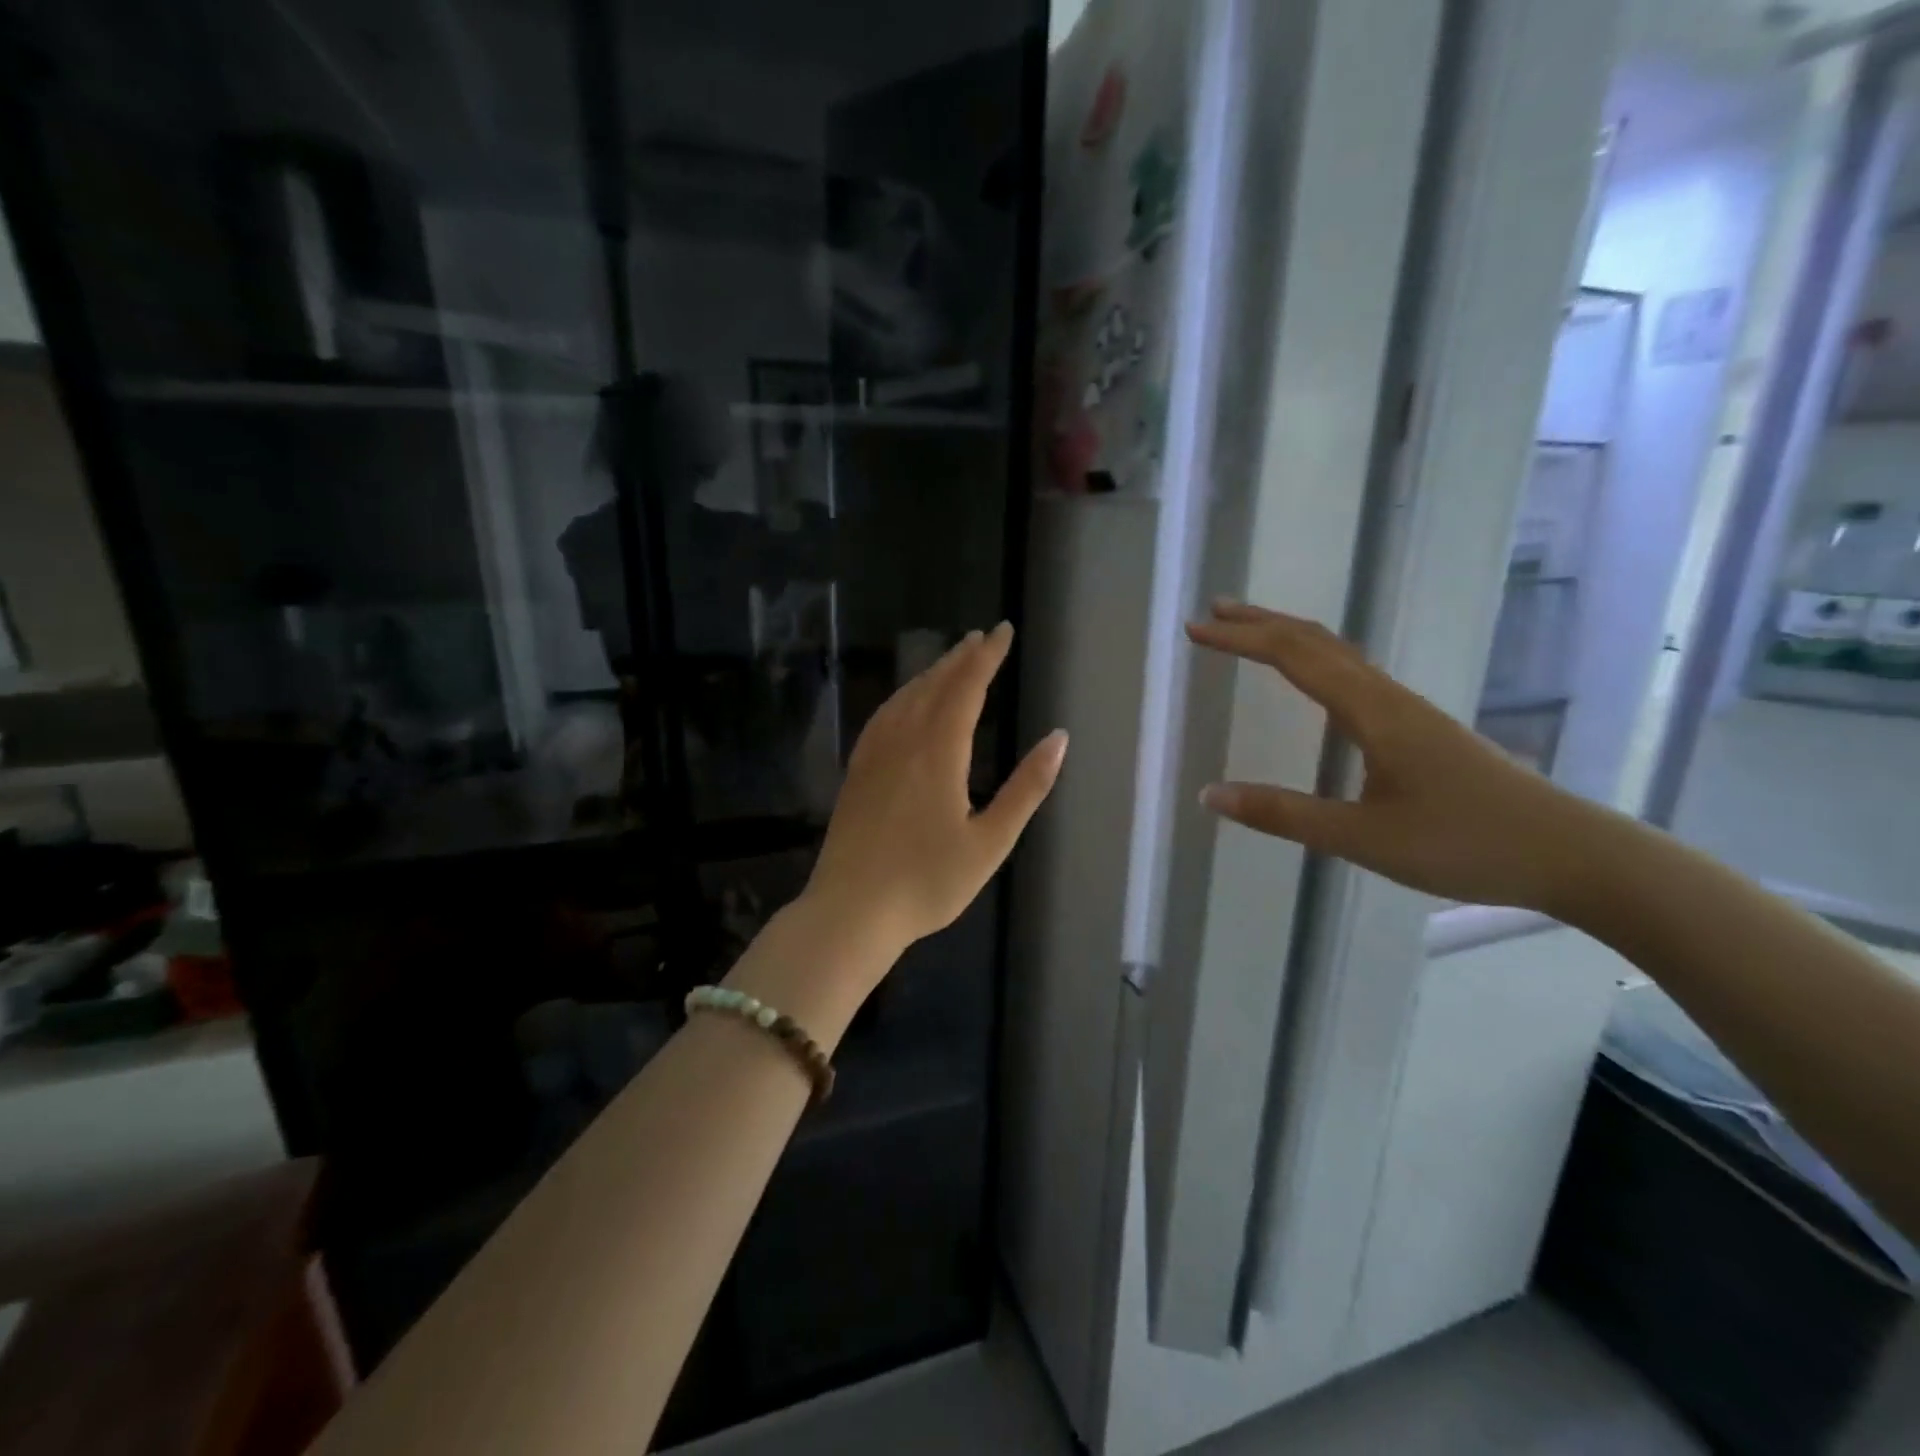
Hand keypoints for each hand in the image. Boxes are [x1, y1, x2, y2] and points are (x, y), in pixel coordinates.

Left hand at [804, 622, 1067, 955]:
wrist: (851, 910)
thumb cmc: (928, 882)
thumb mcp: (991, 842)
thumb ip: (1026, 788)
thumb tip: (1058, 739)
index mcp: (939, 752)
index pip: (966, 688)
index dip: (987, 657)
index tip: (1004, 631)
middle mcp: (904, 741)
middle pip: (934, 685)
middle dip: (961, 658)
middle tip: (981, 637)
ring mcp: (874, 754)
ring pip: (905, 697)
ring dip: (931, 673)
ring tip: (951, 660)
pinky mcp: (856, 771)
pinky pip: (883, 716)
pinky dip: (902, 696)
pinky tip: (905, 702)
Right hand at [1186, 600, 1601, 913]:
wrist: (1569, 853)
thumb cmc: (1463, 843)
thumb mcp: (1361, 838)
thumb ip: (1283, 815)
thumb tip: (1209, 793)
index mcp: (1370, 711)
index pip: (1292, 656)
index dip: (1240, 639)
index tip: (1195, 630)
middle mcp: (1386, 696)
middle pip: (1315, 640)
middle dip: (1260, 622)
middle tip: (1212, 613)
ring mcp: (1406, 708)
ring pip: (1337, 652)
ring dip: (1287, 635)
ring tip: (1248, 632)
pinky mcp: (1417, 726)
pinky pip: (1352, 672)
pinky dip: (1314, 657)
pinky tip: (1310, 677)